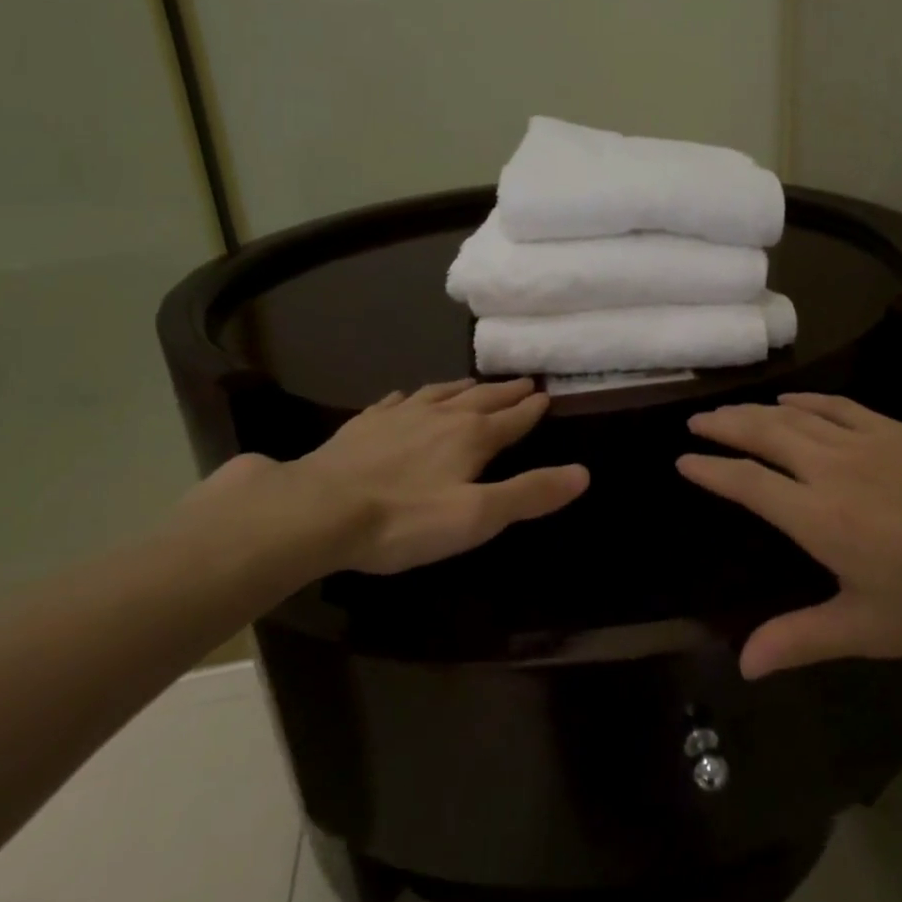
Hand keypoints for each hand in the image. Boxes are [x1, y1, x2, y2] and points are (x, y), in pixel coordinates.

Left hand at [177, 378, 587, 584]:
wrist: (317, 511)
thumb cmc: (404, 519)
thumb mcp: (477, 516)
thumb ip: (530, 493)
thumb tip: (583, 472)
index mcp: (471, 436)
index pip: (512, 419)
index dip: (531, 409)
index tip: (546, 395)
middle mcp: (440, 416)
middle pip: (481, 399)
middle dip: (505, 392)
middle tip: (524, 381)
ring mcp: (398, 416)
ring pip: (440, 393)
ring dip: (464, 388)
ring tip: (476, 383)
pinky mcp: (364, 425)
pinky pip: (396, 401)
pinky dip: (413, 396)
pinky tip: (408, 397)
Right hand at [678, 394, 901, 677]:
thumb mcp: (867, 628)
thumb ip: (801, 639)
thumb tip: (744, 663)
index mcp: (817, 516)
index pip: (747, 483)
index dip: (711, 469)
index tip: (684, 460)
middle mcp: (830, 469)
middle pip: (763, 435)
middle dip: (724, 426)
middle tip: (696, 421)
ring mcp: (862, 443)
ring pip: (794, 415)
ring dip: (757, 411)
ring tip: (732, 412)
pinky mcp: (892, 430)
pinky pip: (836, 405)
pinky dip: (805, 400)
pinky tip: (792, 401)